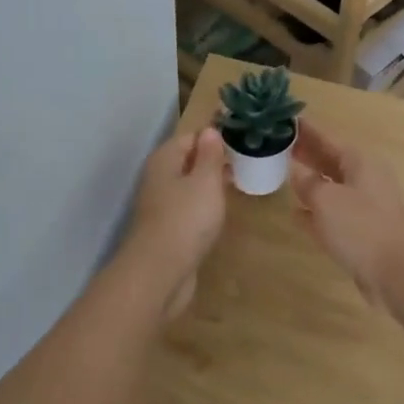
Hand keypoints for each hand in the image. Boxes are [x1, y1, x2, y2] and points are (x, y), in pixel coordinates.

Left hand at [124, 128, 228, 319]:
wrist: (160, 272)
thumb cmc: (186, 219)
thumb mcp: (205, 181)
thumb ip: (209, 155)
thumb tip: (209, 130)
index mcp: (165, 160)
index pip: (191, 137)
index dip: (215, 137)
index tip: (241, 141)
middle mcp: (158, 178)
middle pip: (188, 161)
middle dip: (213, 161)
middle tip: (245, 163)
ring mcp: (161, 206)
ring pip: (188, 186)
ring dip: (209, 185)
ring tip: (237, 185)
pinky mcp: (167, 229)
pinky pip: (188, 209)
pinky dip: (203, 207)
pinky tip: (220, 214)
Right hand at [288, 121, 403, 302]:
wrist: (397, 273)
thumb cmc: (360, 227)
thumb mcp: (326, 199)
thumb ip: (307, 183)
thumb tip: (296, 170)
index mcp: (360, 162)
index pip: (327, 139)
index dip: (306, 131)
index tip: (285, 119)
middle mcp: (365, 179)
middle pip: (330, 161)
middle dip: (306, 154)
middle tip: (278, 145)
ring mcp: (365, 206)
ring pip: (331, 187)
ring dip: (310, 182)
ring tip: (282, 175)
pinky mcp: (362, 232)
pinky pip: (333, 213)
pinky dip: (316, 210)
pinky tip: (295, 213)